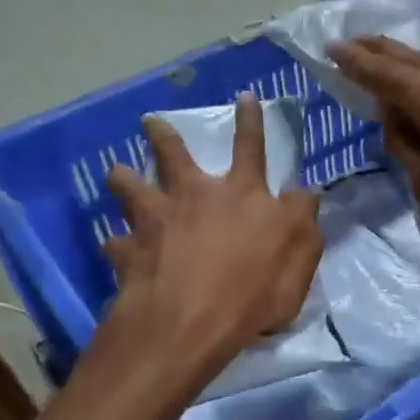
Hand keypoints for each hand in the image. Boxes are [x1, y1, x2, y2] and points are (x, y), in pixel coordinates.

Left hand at [103, 94, 321, 383]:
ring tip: (115, 171)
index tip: (244, 96)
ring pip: (131, 188)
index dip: (250, 121)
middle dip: (163, 135)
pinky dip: (117, 244)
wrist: (188, 323)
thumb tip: (304, 193)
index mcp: (241, 194)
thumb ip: (302, 219)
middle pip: (174, 156)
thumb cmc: (253, 290)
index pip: (251, 147)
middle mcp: (194, 196)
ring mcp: (156, 221)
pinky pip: (116, 244)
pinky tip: (115, 246)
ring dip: (123, 178)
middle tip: (149, 121)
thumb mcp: (301, 255)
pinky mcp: (128, 252)